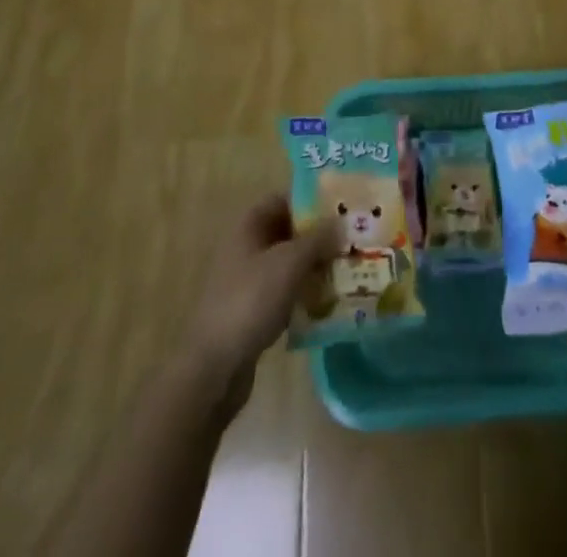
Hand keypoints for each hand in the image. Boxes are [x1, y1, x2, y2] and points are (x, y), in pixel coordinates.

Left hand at [186, 193, 339, 416]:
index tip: (343, 207)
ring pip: (288, 263)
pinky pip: (284, 290)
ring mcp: (247, 280)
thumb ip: (318, 238)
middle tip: (352, 240)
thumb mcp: (289, 262)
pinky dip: (304, 292)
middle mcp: (246, 246)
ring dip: (314, 265)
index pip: (284, 199)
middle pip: (288, 231)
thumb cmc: (250, 300)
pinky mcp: (252, 310)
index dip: (312, 200)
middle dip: (318, 236)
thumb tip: (342, 221)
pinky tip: (328, 302)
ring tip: (348, 270)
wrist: (214, 367)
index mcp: (249, 225)